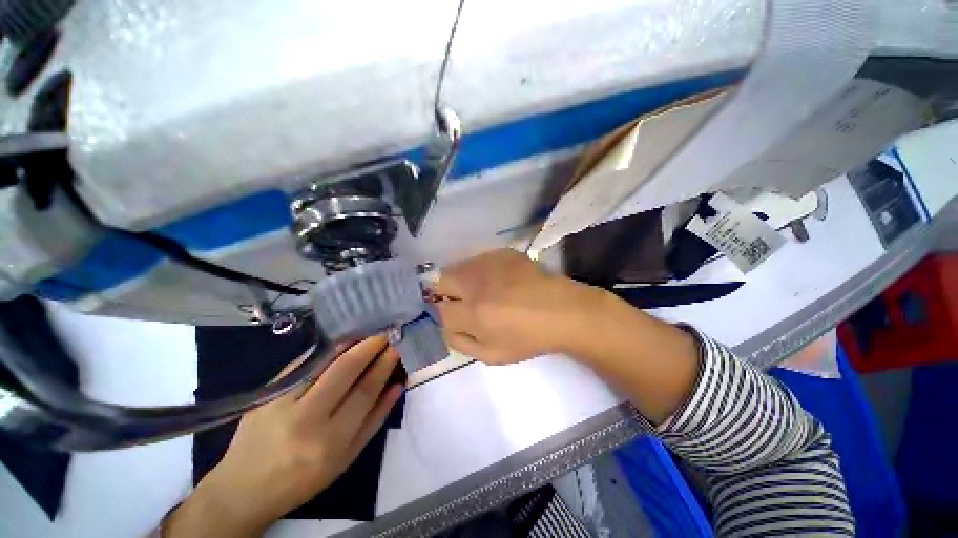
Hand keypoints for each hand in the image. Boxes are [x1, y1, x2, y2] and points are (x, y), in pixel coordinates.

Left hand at [164, 337, 402, 536]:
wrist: (243, 489)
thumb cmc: (303, 479)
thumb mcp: (346, 458)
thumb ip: (375, 420)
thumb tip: (397, 386)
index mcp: (330, 441)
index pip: (364, 391)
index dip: (383, 366)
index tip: (395, 349)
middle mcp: (305, 419)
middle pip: (344, 371)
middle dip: (368, 347)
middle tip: (383, 335)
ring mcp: (280, 404)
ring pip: (321, 363)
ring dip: (348, 344)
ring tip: (365, 335)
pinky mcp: (265, 394)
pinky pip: (301, 364)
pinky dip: (324, 351)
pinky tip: (338, 344)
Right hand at [434, 249, 604, 363]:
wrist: (562, 311)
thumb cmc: (529, 338)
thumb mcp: (492, 355)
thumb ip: (461, 343)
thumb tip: (446, 328)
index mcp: (473, 312)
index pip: (440, 311)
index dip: (446, 317)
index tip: (458, 319)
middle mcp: (476, 283)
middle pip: (441, 281)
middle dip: (446, 293)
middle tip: (463, 302)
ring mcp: (489, 263)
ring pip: (458, 267)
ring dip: (462, 280)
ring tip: (482, 291)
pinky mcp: (502, 253)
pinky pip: (478, 260)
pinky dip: (480, 271)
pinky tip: (497, 280)